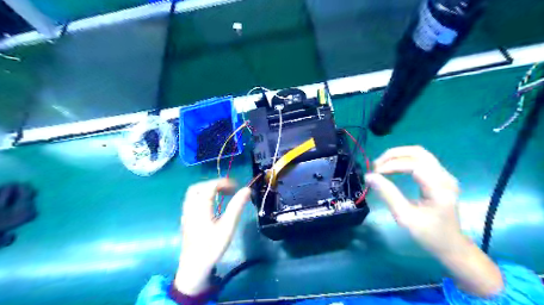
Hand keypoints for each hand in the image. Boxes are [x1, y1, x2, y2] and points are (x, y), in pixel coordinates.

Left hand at [174, 179, 249, 295]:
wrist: (194, 268)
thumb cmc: (212, 247)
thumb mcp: (228, 226)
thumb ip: (237, 206)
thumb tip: (247, 189)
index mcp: (200, 207)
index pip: (210, 186)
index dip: (224, 183)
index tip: (237, 187)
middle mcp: (190, 208)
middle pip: (198, 188)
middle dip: (213, 184)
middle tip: (228, 189)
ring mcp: (186, 214)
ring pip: (194, 195)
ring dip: (207, 190)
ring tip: (221, 196)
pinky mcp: (186, 221)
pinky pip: (192, 202)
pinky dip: (203, 198)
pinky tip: (212, 206)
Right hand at [366, 147, 500, 295]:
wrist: (451, 245)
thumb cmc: (428, 234)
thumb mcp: (404, 217)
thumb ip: (387, 194)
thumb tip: (369, 177)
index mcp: (440, 189)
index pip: (415, 165)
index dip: (392, 165)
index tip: (375, 172)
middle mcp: (445, 177)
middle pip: (418, 152)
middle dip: (393, 155)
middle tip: (376, 166)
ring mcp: (444, 175)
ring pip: (419, 153)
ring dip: (398, 155)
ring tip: (381, 165)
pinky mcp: (440, 176)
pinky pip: (421, 160)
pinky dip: (403, 160)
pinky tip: (392, 167)